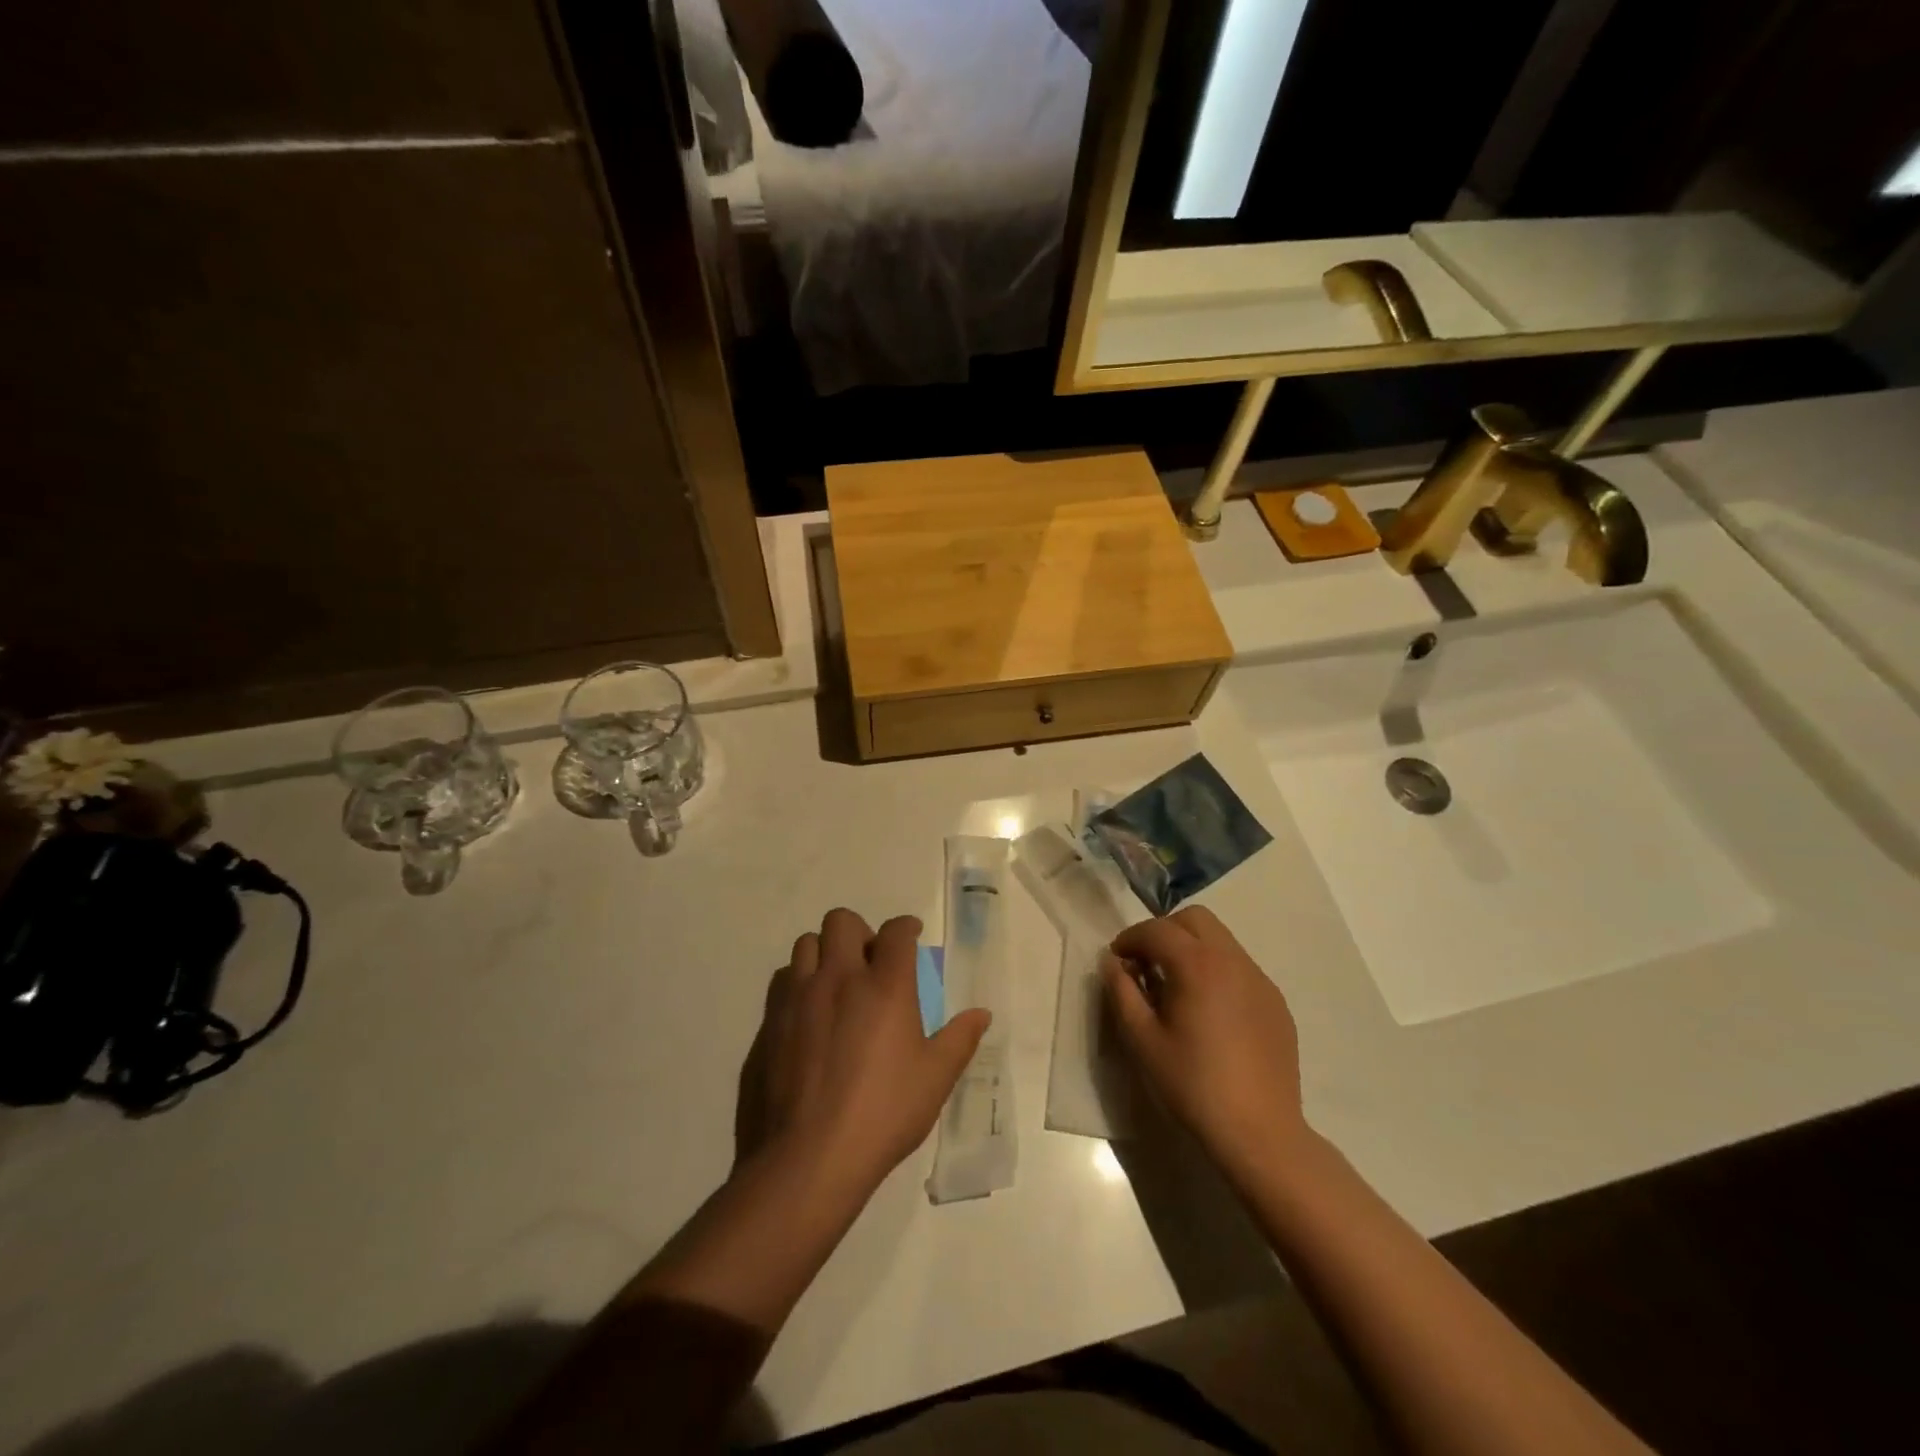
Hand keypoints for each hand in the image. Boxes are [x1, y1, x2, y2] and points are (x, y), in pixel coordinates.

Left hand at [739, 908, 990, 1203]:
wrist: (808, 1157)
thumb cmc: (883, 1113)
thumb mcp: (935, 1079)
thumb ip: (959, 1039)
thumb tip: (981, 1014)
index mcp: (885, 986)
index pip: (895, 932)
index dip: (906, 927)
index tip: (912, 934)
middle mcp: (839, 978)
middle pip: (842, 921)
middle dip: (860, 931)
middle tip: (871, 961)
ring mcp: (798, 997)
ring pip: (806, 945)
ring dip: (825, 952)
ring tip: (837, 982)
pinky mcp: (770, 1022)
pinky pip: (783, 981)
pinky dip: (799, 983)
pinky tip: (809, 1014)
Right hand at [1102, 906, 1308, 1176]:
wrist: (1260, 1133)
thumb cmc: (1192, 1085)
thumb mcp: (1142, 1040)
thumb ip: (1121, 992)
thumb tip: (1112, 963)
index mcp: (1197, 965)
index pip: (1157, 930)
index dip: (1130, 939)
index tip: (1116, 961)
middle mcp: (1233, 960)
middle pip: (1195, 920)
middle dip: (1165, 932)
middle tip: (1147, 965)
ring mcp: (1260, 980)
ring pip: (1221, 940)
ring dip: (1192, 948)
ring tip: (1177, 988)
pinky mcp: (1276, 1003)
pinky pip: (1240, 967)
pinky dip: (1217, 971)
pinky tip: (1209, 1011)